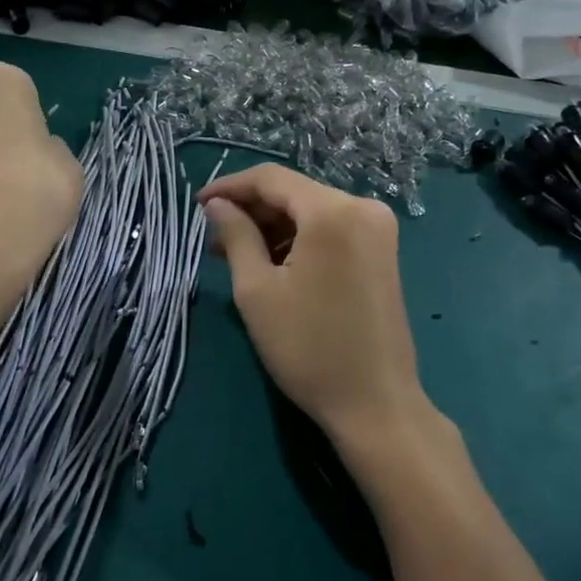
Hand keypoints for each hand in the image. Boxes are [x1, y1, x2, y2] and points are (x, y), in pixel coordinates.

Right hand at [199, 164, 428, 447]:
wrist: (375, 403)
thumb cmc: (308, 348)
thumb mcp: (258, 291)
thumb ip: (236, 236)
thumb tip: (217, 205)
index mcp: (333, 211)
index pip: (272, 178)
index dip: (230, 186)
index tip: (197, 205)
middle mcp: (363, 208)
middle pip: (295, 192)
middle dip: (252, 210)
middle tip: (213, 237)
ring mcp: (378, 229)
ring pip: (312, 211)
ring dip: (274, 226)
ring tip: (236, 254)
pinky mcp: (383, 251)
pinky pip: (332, 229)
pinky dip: (301, 239)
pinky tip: (274, 262)